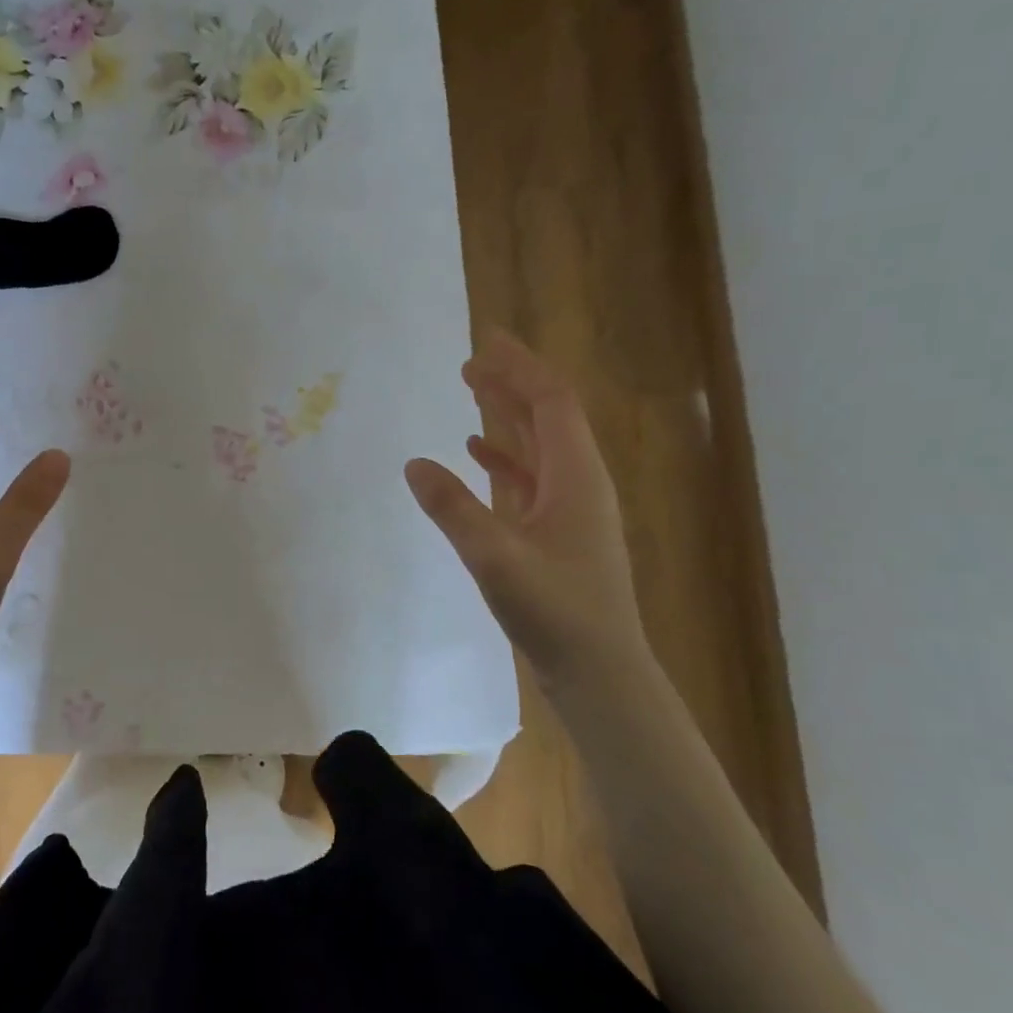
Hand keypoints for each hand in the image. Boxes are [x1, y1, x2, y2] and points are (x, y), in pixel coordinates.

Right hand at [405, 328, 647, 686]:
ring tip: (473, 392)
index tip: (484, 340)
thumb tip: (413, 463)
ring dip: (509, 415)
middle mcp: (580, 482)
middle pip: (548, 415)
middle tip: (472, 360)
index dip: (519, 367)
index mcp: (576, 476)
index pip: (550, 402)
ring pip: (540, 445)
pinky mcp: (560, 533)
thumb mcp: (495, 557)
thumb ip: (452, 508)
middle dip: (513, 382)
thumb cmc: (555, 610)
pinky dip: (505, 459)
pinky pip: (532, 478)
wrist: (599, 671)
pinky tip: (477, 455)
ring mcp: (572, 509)